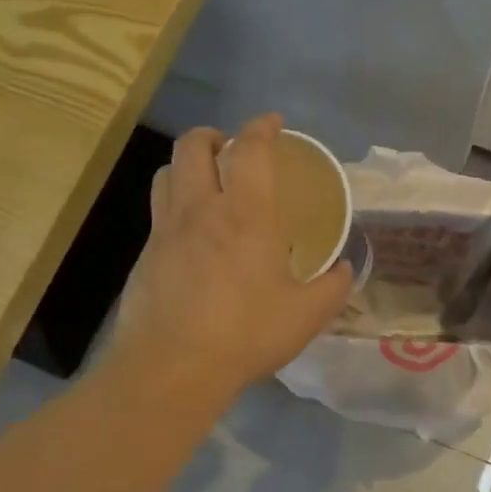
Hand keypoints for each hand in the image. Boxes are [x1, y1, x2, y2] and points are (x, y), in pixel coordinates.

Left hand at [108, 114, 353, 403]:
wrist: (170, 368)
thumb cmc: (245, 334)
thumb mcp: (306, 315)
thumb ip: (332, 288)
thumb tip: (345, 270)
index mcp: (245, 213)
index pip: (250, 149)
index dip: (262, 127)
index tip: (273, 123)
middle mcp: (200, 209)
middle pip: (193, 145)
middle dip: (213, 135)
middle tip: (230, 148)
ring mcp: (165, 230)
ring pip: (167, 173)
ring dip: (187, 165)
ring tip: (205, 182)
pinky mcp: (144, 256)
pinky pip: (158, 213)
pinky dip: (175, 206)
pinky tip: (191, 236)